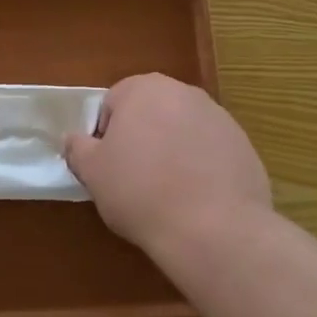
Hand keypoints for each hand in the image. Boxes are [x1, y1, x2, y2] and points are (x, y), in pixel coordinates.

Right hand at [65, 73, 270, 261]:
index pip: (112, 104)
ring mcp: (218, 116)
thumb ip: (77, 148)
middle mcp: (183, 91)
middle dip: (141, 139)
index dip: (105, 137)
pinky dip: (201, 167)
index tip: (109, 168)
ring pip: (181, 130)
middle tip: (135, 179)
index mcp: (143, 89)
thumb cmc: (141, 192)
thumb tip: (74, 139)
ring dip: (172, 151)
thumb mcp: (93, 173)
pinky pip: (210, 151)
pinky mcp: (242, 143)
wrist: (213, 228)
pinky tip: (197, 199)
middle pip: (150, 112)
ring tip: (168, 193)